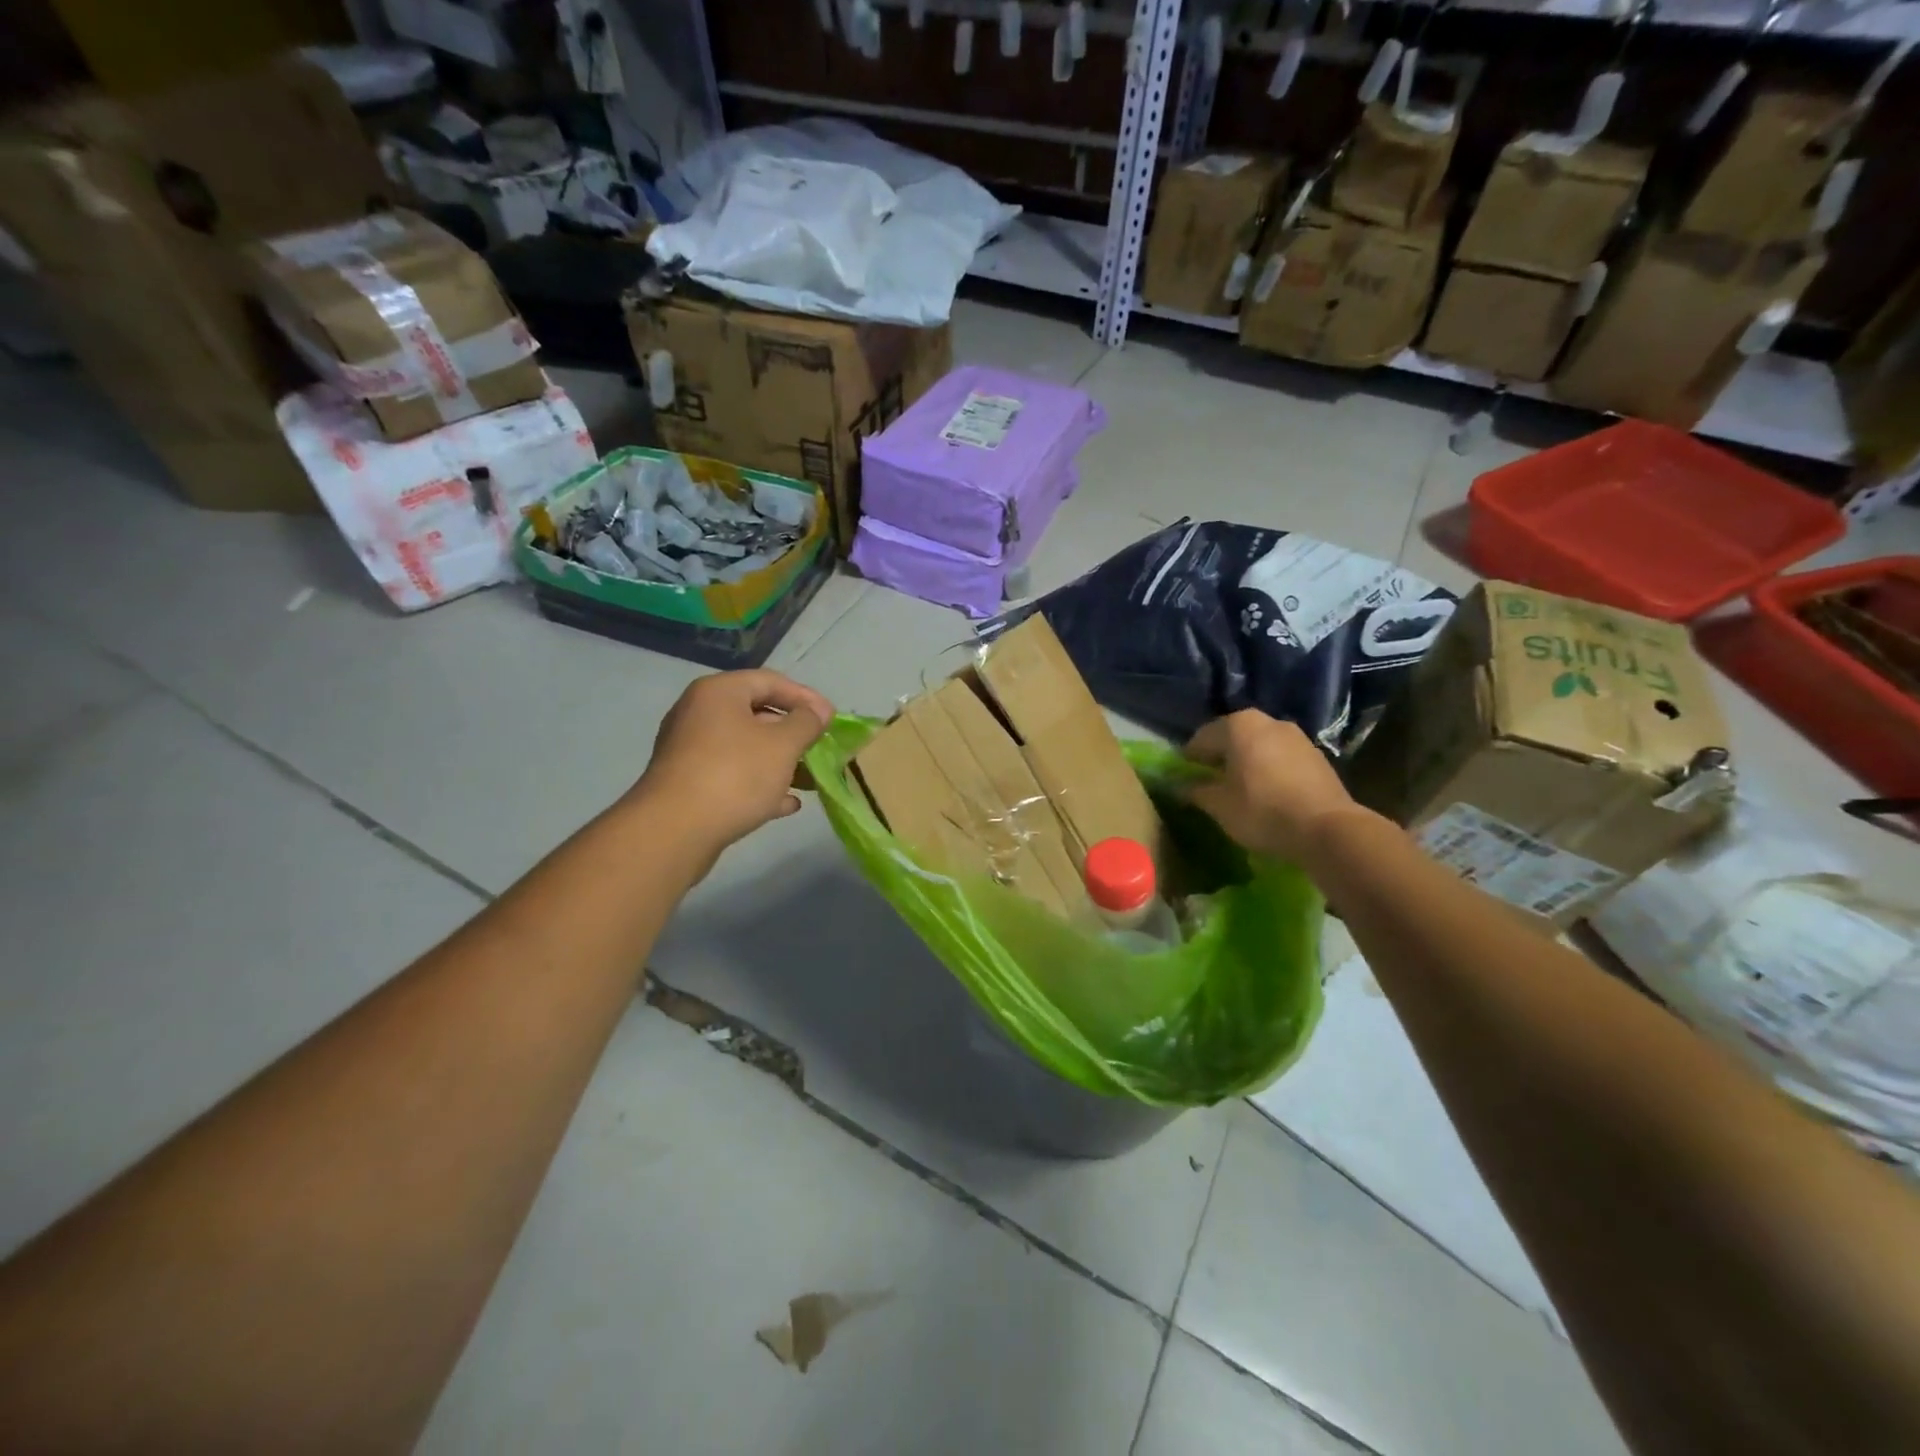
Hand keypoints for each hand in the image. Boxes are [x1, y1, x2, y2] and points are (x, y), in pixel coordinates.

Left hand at [634, 670, 833, 863]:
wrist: (674, 831)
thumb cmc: (735, 775)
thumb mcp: (783, 745)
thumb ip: (806, 723)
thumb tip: (818, 711)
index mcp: (719, 693)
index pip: (770, 681)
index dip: (806, 697)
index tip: (831, 720)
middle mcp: (699, 713)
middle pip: (757, 714)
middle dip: (794, 734)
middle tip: (820, 750)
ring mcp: (690, 750)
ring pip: (746, 748)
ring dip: (780, 763)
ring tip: (809, 781)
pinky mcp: (688, 783)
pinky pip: (732, 774)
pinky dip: (760, 784)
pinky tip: (786, 804)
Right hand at [1183, 710, 1362, 864]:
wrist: (1327, 829)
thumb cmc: (1262, 811)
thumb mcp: (1218, 805)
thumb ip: (1195, 791)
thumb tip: (1178, 786)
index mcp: (1238, 725)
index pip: (1201, 738)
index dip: (1189, 760)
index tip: (1185, 781)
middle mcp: (1267, 721)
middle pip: (1231, 738)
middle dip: (1219, 758)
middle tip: (1211, 784)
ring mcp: (1296, 736)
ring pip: (1258, 746)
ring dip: (1245, 763)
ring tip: (1240, 790)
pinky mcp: (1316, 754)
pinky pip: (1280, 757)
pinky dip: (1268, 769)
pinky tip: (1268, 794)